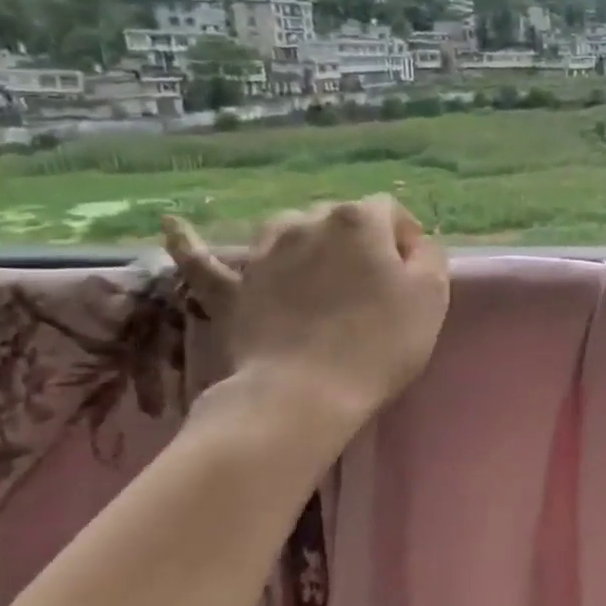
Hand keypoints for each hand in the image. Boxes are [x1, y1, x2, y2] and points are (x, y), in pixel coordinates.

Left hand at [162, 197, 450, 439]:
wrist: (306, 394)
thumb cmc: (380, 342)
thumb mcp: (432, 295)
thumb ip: (428, 255)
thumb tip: (412, 243)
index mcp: (359, 221)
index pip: (390, 211)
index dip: (405, 239)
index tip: (412, 274)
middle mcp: (307, 222)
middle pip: (341, 218)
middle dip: (360, 242)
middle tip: (374, 284)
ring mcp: (263, 253)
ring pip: (288, 229)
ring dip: (308, 242)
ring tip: (321, 273)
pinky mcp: (232, 289)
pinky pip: (204, 260)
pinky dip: (190, 243)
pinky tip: (173, 225)